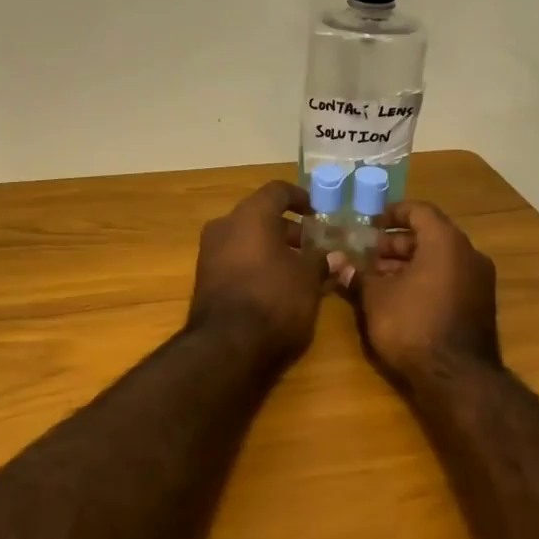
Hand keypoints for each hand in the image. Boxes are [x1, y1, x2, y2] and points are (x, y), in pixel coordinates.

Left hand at [187, 180, 328, 364]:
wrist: (226, 346)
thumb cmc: (274, 299)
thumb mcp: (308, 278)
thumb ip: (320, 260)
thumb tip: (333, 256)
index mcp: (250, 215)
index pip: (277, 191)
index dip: (301, 198)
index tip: (318, 213)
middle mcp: (225, 226)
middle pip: (261, 216)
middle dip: (289, 230)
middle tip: (314, 246)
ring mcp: (210, 253)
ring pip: (248, 240)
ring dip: (274, 249)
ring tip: (301, 270)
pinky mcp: (206, 279)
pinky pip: (237, 260)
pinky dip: (257, 264)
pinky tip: (279, 286)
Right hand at [338, 200, 500, 385]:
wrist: (456, 378)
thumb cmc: (412, 325)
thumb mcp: (375, 297)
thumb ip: (356, 275)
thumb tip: (336, 261)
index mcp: (446, 241)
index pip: (419, 211)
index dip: (392, 214)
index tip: (369, 224)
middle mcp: (468, 254)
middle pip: (429, 236)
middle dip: (395, 244)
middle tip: (366, 254)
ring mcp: (478, 281)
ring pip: (438, 260)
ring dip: (407, 264)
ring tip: (376, 278)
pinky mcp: (479, 305)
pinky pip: (448, 279)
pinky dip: (424, 280)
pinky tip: (398, 297)